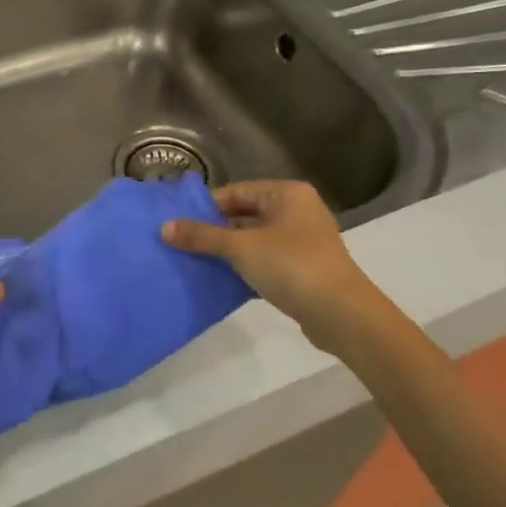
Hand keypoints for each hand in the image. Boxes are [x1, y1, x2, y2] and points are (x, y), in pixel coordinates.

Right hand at [162, 181, 378, 353]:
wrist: (342, 314)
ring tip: (193, 262)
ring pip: (253, 240)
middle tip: (179, 244)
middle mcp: (297, 211)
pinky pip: (264, 261)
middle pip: (244, 215)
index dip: (205, 207)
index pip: (236, 192)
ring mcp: (302, 241)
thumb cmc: (291, 266)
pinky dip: (244, 269)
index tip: (177, 224)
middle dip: (213, 231)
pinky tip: (219, 281)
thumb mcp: (240, 248)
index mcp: (286, 194)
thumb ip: (201, 236)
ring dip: (227, 252)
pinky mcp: (303, 269)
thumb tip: (163, 227)